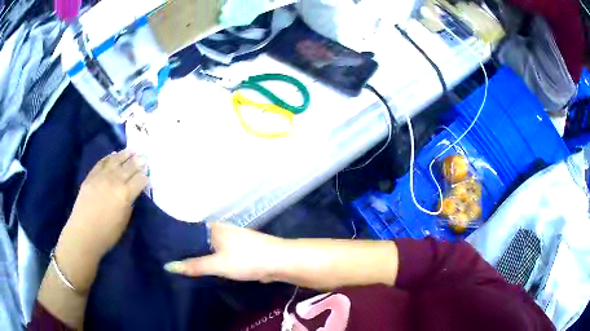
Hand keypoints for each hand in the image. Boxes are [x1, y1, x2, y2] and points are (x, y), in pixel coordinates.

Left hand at [55, 150, 148, 290]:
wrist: (84, 234)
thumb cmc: (107, 234)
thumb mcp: (124, 221)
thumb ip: (129, 203)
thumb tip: (132, 193)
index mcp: (125, 195)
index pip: (139, 179)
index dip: (145, 176)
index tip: (148, 174)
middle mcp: (114, 181)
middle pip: (129, 167)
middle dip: (138, 161)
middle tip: (144, 156)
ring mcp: (101, 176)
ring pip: (116, 160)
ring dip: (125, 154)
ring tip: (132, 150)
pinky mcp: (91, 176)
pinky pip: (102, 162)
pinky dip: (109, 157)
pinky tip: (114, 154)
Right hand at [164, 223, 285, 281]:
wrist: (280, 261)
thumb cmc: (247, 259)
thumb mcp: (218, 264)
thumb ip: (194, 266)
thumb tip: (168, 266)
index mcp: (213, 228)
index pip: (187, 232)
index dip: (175, 242)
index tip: (161, 252)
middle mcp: (221, 231)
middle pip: (198, 242)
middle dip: (186, 253)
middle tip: (169, 264)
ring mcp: (232, 241)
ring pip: (209, 250)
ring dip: (199, 259)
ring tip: (182, 269)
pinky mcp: (240, 252)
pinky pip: (220, 257)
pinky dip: (212, 263)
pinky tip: (204, 272)